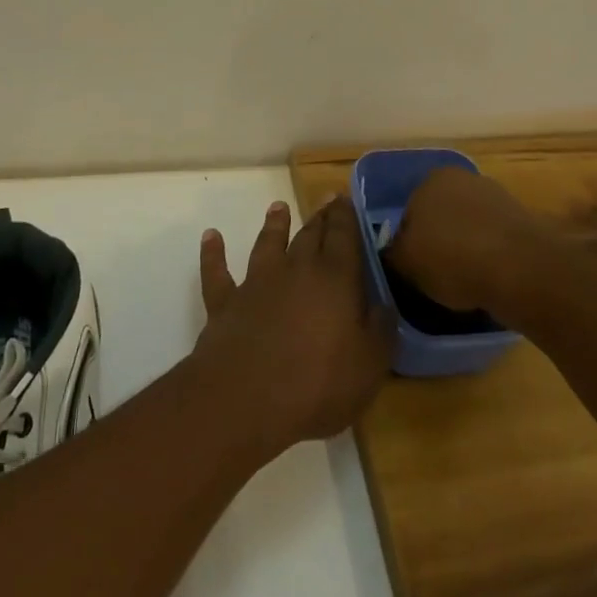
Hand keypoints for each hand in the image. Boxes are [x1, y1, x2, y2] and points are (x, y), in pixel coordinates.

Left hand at [193, 197, 394, 460]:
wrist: (246, 398)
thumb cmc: (317, 385)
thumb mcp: (368, 367)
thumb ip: (380, 331)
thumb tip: (385, 305)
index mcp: (335, 280)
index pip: (343, 237)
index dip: (345, 216)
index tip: (345, 198)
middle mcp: (296, 270)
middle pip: (309, 235)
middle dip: (319, 218)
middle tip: (324, 201)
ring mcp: (257, 283)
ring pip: (267, 244)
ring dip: (273, 225)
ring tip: (278, 207)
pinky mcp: (226, 302)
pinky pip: (217, 272)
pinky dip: (213, 253)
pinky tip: (211, 237)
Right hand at [383, 166, 543, 312]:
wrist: (520, 269)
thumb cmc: (452, 257)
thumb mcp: (406, 262)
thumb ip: (393, 254)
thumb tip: (394, 254)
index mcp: (431, 179)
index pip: (409, 212)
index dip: (408, 243)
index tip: (413, 269)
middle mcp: (464, 179)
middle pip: (441, 216)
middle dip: (439, 242)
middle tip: (436, 277)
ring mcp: (497, 198)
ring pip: (470, 228)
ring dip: (466, 250)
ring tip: (465, 285)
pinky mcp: (523, 222)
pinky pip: (495, 242)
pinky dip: (490, 258)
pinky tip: (489, 282)